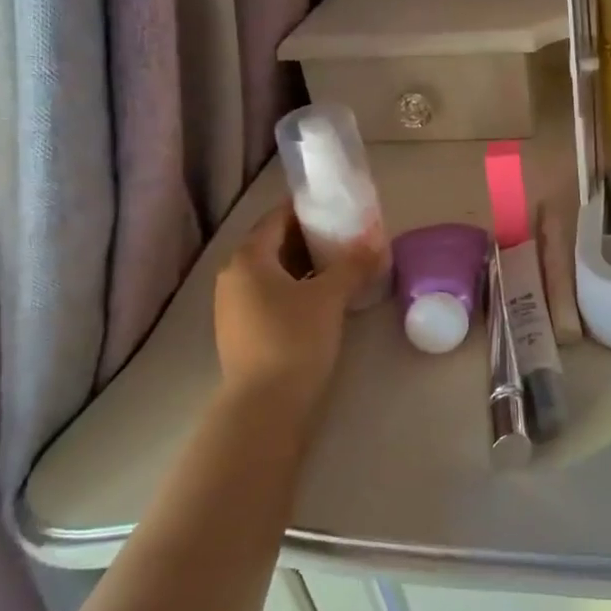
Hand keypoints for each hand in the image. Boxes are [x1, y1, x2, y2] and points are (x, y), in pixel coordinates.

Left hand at [212, 206, 370, 423]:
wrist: (265, 405)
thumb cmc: (294, 339)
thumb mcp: (330, 297)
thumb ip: (353, 265)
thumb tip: (376, 244)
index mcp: (248, 259)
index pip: (277, 218)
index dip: (307, 208)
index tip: (338, 205)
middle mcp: (234, 277)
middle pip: (275, 244)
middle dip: (311, 237)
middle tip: (347, 234)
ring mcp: (235, 306)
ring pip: (275, 272)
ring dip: (307, 264)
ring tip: (343, 263)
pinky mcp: (244, 331)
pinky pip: (273, 295)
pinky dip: (298, 287)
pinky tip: (325, 296)